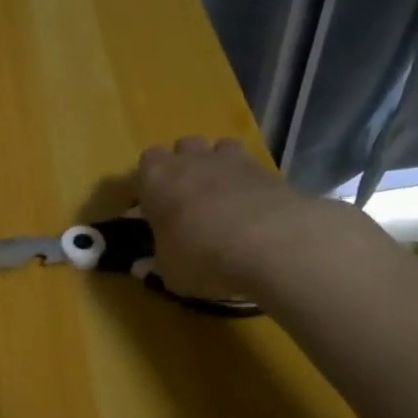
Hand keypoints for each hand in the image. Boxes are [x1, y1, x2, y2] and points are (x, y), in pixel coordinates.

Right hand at [137, 137, 345, 296]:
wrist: (273, 246)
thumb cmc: (202, 256)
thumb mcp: (170, 271)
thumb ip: (158, 263)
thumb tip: (144, 266)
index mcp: (157, 178)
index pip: (147, 161)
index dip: (152, 181)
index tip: (156, 204)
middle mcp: (192, 160)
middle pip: (184, 146)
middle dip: (187, 164)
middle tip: (190, 197)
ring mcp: (233, 161)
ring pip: (221, 146)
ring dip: (220, 164)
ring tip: (224, 195)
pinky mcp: (269, 171)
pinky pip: (254, 167)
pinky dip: (251, 181)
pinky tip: (255, 208)